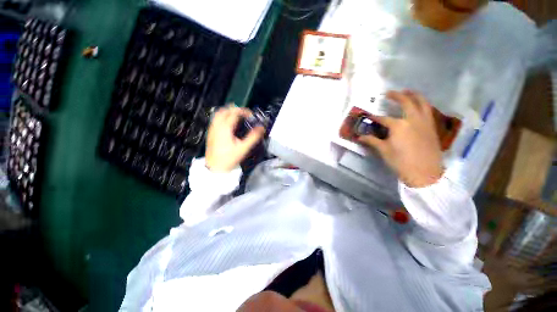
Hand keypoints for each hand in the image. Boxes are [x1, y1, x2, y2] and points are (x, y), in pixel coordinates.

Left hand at [205, 105, 265, 171]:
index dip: (244, 111)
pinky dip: (223, 117)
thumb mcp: (243, 148)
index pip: (235, 112)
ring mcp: (212, 129)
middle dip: (236, 109)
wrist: (215, 167)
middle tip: (244, 114)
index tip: (251, 115)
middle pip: (225, 110)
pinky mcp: (211, 133)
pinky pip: (216, 120)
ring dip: (228, 112)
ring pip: (219, 114)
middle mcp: (217, 126)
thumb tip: (261, 128)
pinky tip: (228, 124)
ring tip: (237, 116)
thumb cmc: (229, 158)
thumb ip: (253, 137)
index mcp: (225, 128)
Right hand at [358, 90, 443, 187]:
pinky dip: (423, 105)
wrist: (424, 173)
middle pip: (406, 102)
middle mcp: (413, 119)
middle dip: (397, 96)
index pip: (383, 119)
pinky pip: (428, 111)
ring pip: (422, 103)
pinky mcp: (432, 127)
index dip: (374, 118)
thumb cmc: (401, 162)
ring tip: (408, 91)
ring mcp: (425, 122)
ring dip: (415, 95)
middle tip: (390, 93)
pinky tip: (419, 106)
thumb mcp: (383, 151)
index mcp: (399, 126)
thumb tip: (359, 137)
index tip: (368, 117)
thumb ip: (372, 141)